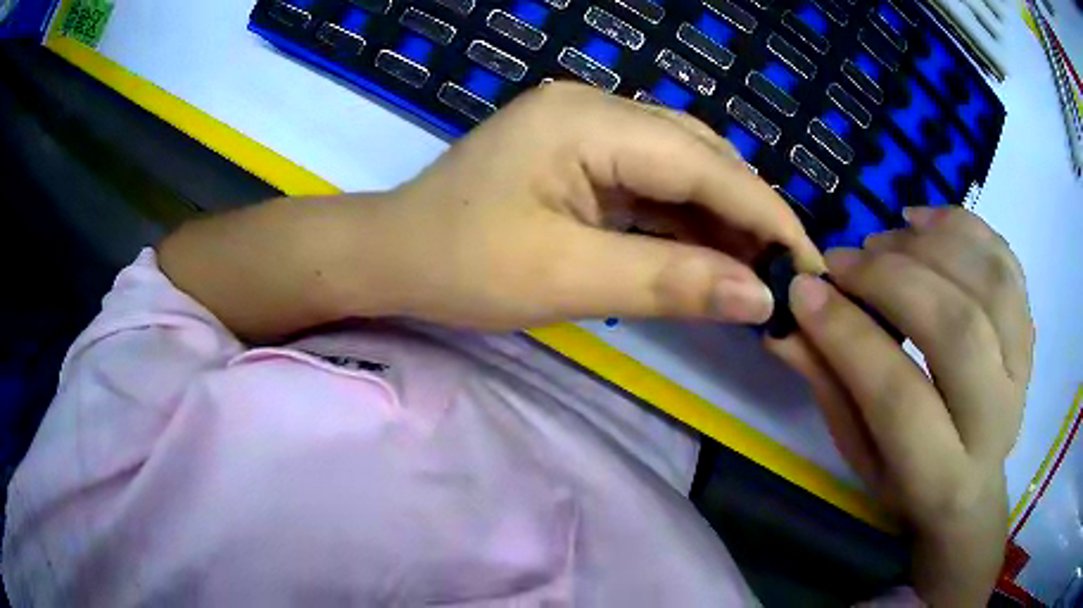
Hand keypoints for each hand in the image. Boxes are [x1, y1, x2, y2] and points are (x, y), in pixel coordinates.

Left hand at [330, 82, 822, 329]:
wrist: (392, 255)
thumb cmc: (461, 266)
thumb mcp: (567, 278)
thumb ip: (671, 281)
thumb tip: (759, 297)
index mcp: (589, 121)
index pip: (703, 164)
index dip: (765, 214)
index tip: (809, 262)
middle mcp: (595, 108)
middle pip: (698, 155)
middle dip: (749, 212)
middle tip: (787, 270)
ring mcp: (586, 127)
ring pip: (680, 167)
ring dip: (721, 217)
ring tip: (758, 266)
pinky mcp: (579, 154)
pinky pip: (650, 181)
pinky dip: (684, 218)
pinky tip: (709, 251)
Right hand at [769, 207, 1032, 605]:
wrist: (972, 489)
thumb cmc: (907, 482)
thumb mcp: (860, 455)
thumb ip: (831, 388)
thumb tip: (784, 325)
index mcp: (941, 476)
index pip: (899, 397)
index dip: (849, 336)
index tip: (803, 289)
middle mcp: (994, 419)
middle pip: (955, 329)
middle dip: (892, 280)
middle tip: (844, 261)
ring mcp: (1021, 370)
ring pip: (989, 283)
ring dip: (930, 245)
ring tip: (886, 239)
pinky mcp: (1029, 335)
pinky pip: (1007, 263)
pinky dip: (965, 227)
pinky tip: (925, 221)